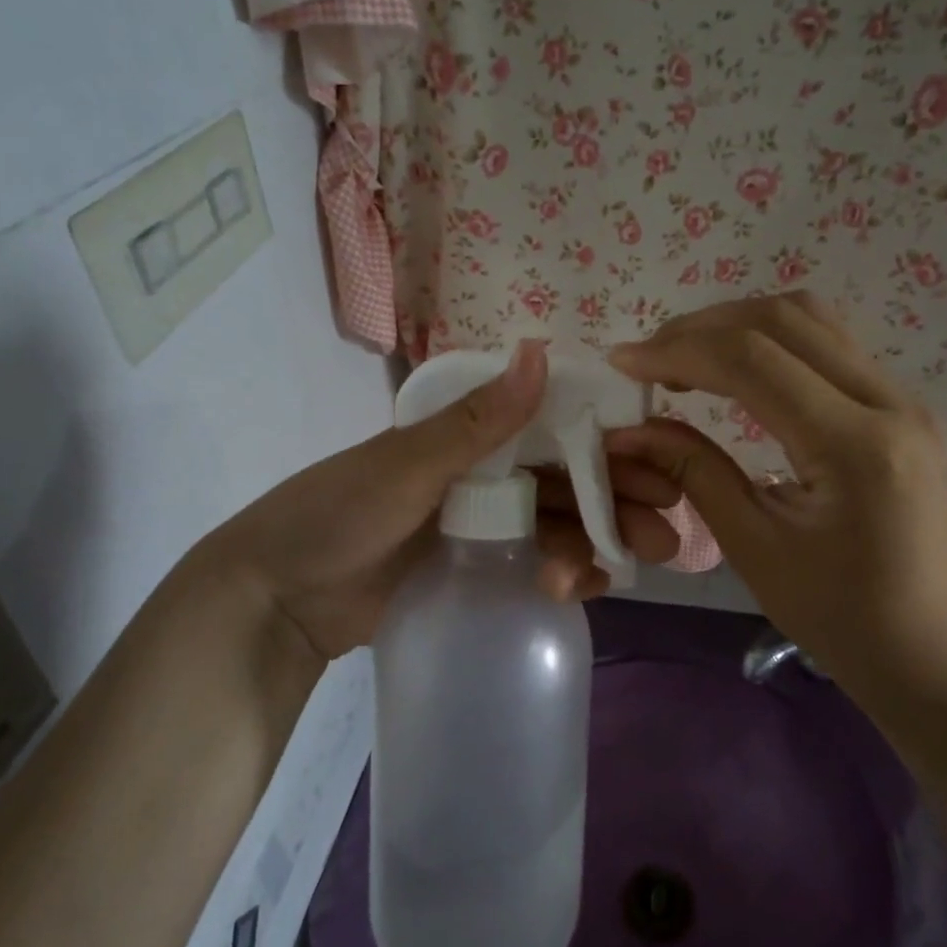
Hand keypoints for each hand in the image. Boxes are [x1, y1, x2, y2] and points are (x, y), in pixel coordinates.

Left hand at [197, 341, 681, 660]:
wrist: (280, 597)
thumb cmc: (338, 514)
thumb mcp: (408, 464)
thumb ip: (479, 421)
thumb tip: (542, 350)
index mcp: (471, 438)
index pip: (554, 432)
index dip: (608, 446)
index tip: (658, 464)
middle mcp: (486, 476)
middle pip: (568, 484)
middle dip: (619, 502)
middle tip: (666, 533)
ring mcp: (484, 528)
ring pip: (558, 528)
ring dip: (595, 544)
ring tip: (627, 568)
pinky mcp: (478, 572)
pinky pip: (534, 568)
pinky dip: (563, 575)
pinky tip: (578, 588)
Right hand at [607, 294, 946, 709]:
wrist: (926, 649)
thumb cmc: (837, 615)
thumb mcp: (753, 548)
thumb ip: (694, 472)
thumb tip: (632, 428)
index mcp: (854, 446)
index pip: (752, 361)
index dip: (678, 351)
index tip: (622, 362)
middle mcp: (888, 402)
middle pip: (782, 320)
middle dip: (703, 328)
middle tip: (648, 358)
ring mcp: (901, 398)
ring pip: (810, 319)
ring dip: (737, 325)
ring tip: (684, 357)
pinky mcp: (897, 406)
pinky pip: (826, 344)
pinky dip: (769, 342)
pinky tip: (733, 371)